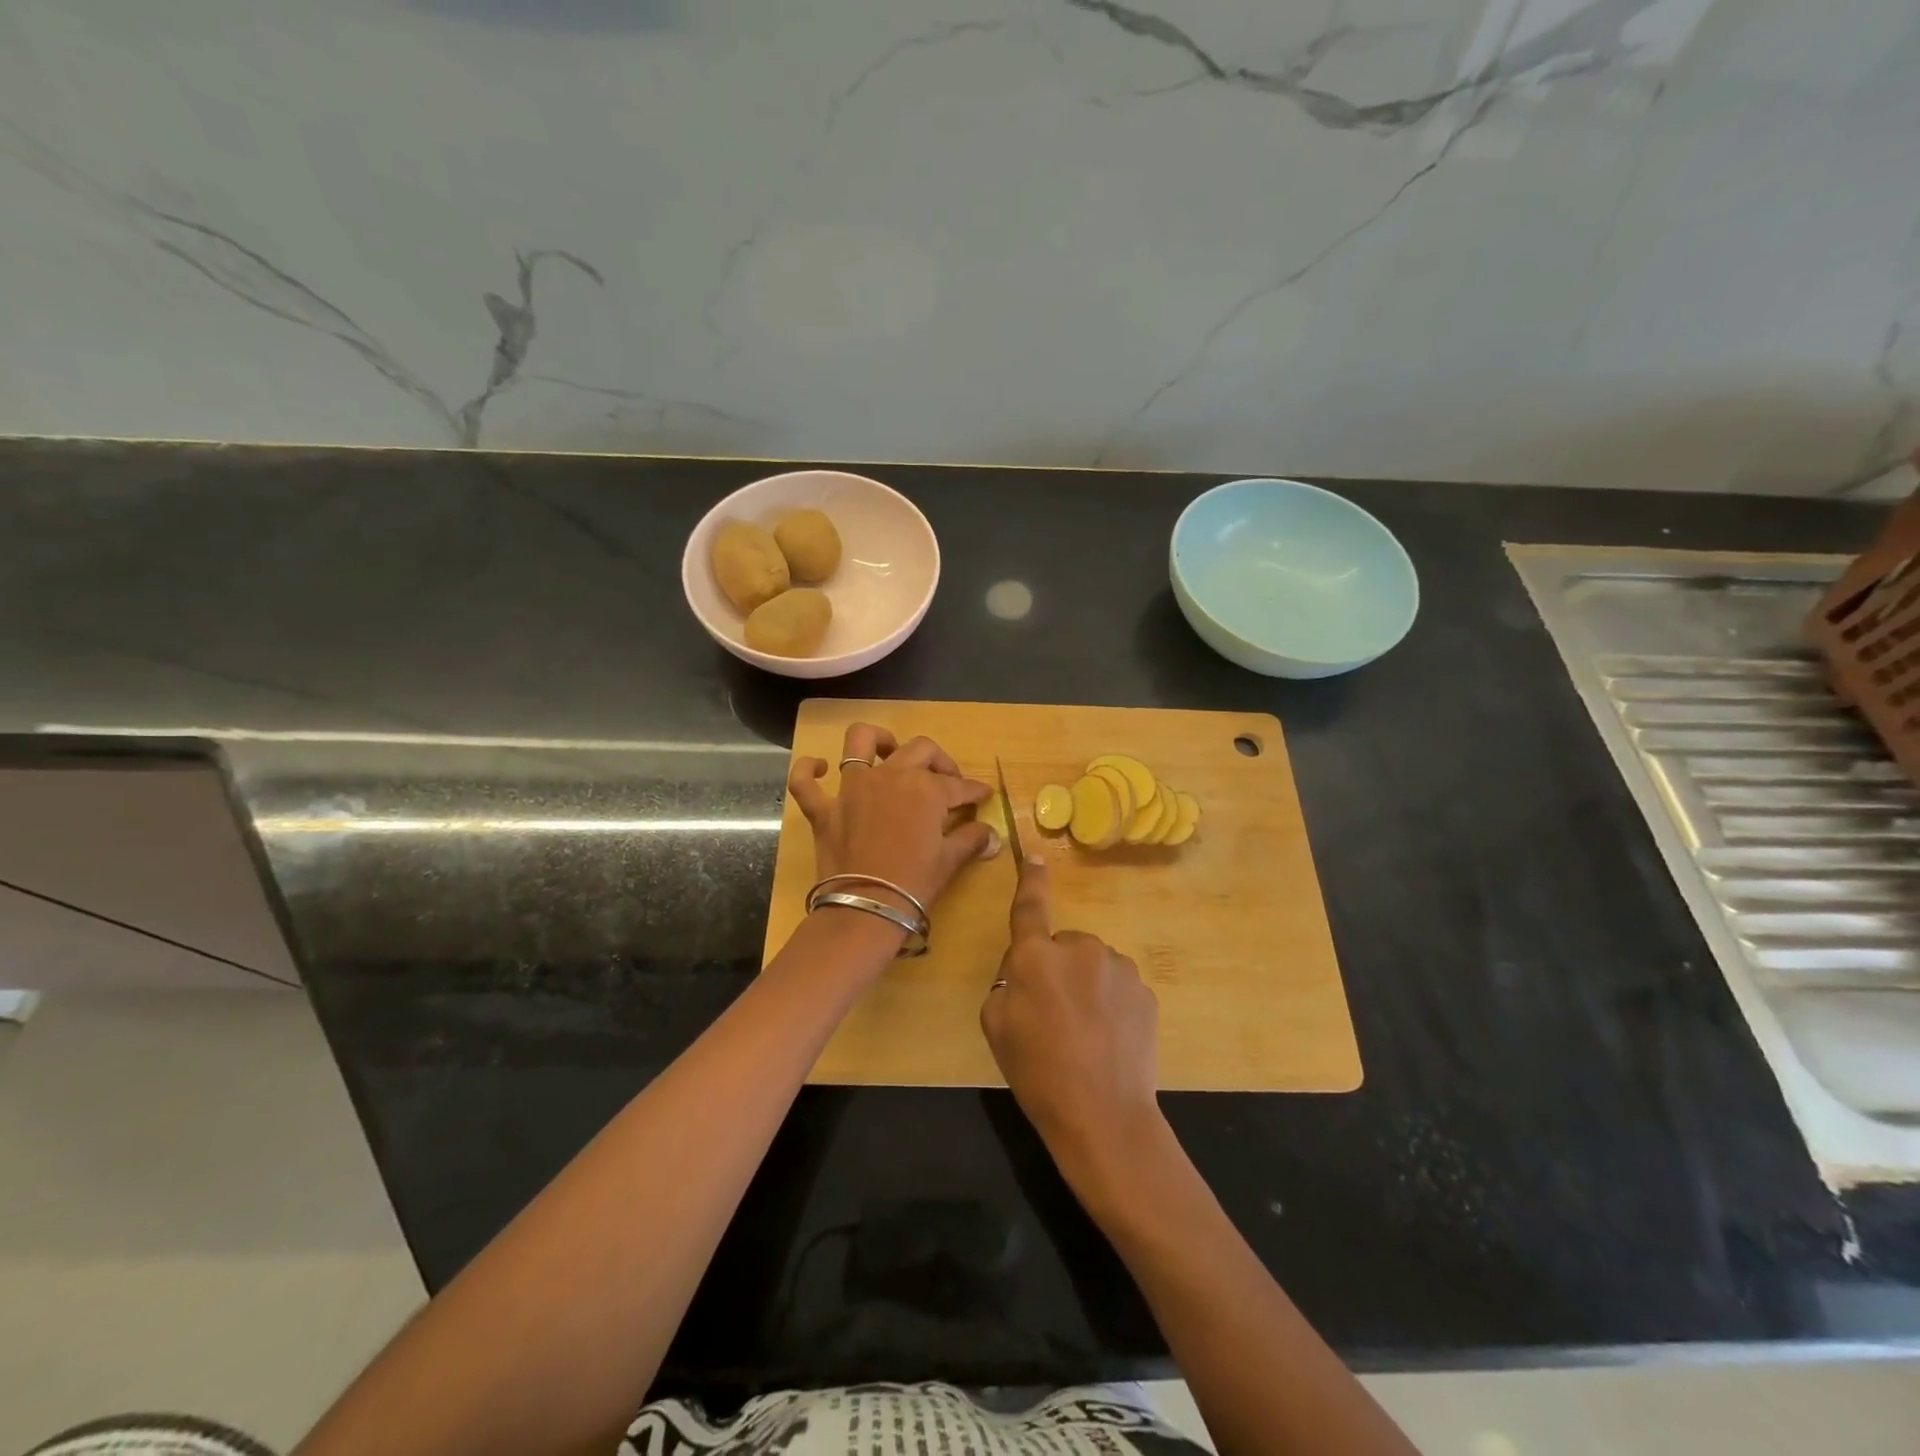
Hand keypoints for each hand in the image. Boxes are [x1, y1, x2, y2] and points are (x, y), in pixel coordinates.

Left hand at [788, 723, 996, 912]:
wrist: (867, 908)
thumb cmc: (915, 883)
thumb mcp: (950, 861)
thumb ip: (972, 840)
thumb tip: (992, 836)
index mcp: (926, 788)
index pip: (958, 785)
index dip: (974, 791)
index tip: (983, 795)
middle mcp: (890, 775)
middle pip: (920, 750)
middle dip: (940, 761)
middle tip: (946, 781)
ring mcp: (852, 788)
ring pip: (861, 742)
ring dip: (877, 740)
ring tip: (888, 750)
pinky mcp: (824, 808)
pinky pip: (804, 781)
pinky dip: (808, 770)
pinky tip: (818, 768)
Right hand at [980, 857, 1161, 1164]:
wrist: (1103, 1116)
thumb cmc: (1036, 1072)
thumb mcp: (995, 1025)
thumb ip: (1006, 982)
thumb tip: (1027, 966)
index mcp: (1036, 956)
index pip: (1030, 907)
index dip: (1031, 880)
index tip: (1036, 856)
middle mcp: (1080, 948)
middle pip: (1063, 946)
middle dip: (1057, 968)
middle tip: (1052, 1015)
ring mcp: (1118, 967)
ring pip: (1093, 966)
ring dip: (1086, 985)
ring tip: (1084, 1033)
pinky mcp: (1145, 991)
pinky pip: (1118, 986)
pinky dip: (1112, 1003)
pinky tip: (1109, 1039)